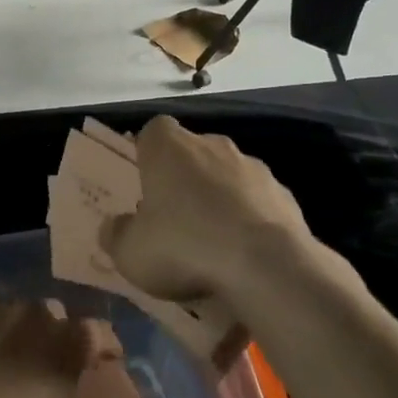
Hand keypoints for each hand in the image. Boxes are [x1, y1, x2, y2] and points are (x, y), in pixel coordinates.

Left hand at [0, 300, 100, 397]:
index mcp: (69, 340)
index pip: (97, 333)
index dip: (104, 345)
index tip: (106, 359)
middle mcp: (33, 316)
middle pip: (51, 316)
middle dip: (54, 335)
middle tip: (50, 365)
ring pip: (11, 317)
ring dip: (14, 336)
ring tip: (7, 367)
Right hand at [101, 115, 326, 309]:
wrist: (266, 265)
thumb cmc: (184, 247)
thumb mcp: (131, 253)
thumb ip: (117, 235)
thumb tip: (114, 226)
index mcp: (168, 147)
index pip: (153, 131)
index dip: (147, 153)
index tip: (144, 182)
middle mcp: (211, 145)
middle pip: (192, 152)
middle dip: (184, 178)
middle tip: (174, 217)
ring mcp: (252, 166)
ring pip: (227, 175)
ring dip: (219, 198)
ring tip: (213, 242)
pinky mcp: (283, 193)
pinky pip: (257, 201)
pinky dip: (249, 219)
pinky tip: (245, 253)